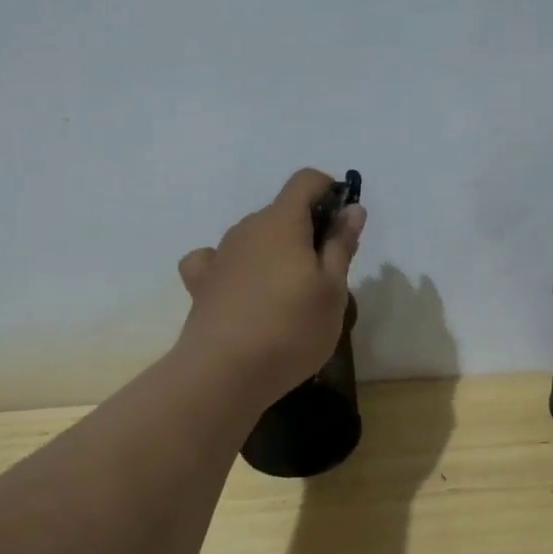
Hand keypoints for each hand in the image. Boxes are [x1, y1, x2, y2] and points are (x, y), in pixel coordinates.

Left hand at [175, 170, 366, 403]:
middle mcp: (247, 228)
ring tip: (290, 297)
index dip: (330, 191)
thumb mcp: (333, 289)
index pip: (306, 181)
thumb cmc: (291, 328)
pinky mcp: (201, 284)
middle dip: (308, 231)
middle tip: (326, 275)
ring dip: (277, 252)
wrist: (224, 372)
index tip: (344, 224)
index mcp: (282, 222)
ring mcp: (220, 255)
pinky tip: (242, 289)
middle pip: (282, 212)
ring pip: (255, 238)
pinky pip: (219, 261)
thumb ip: (341, 245)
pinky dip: (236, 267)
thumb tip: (351, 209)